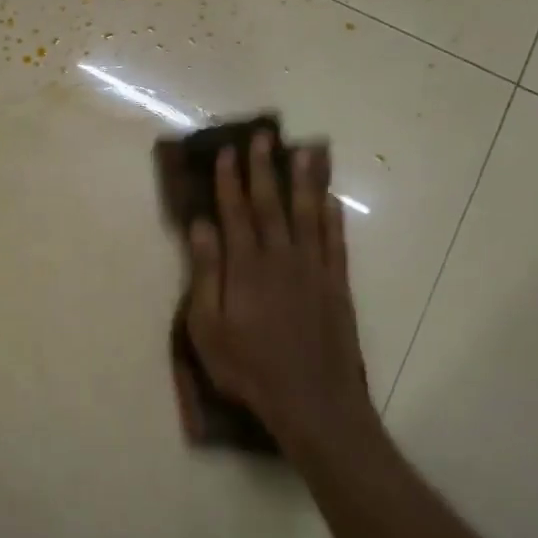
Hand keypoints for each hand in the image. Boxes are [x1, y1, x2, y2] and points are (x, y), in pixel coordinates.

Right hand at [180, 135, 375, 458]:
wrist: (313, 401)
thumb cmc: (248, 368)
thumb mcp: (208, 328)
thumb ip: (206, 274)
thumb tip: (200, 227)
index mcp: (245, 268)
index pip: (235, 213)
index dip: (229, 181)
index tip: (226, 152)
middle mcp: (281, 259)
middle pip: (271, 205)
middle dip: (264, 169)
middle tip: (262, 136)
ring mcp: (314, 271)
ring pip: (308, 214)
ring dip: (304, 181)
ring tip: (303, 151)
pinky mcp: (337, 286)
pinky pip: (335, 242)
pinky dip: (332, 217)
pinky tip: (330, 199)